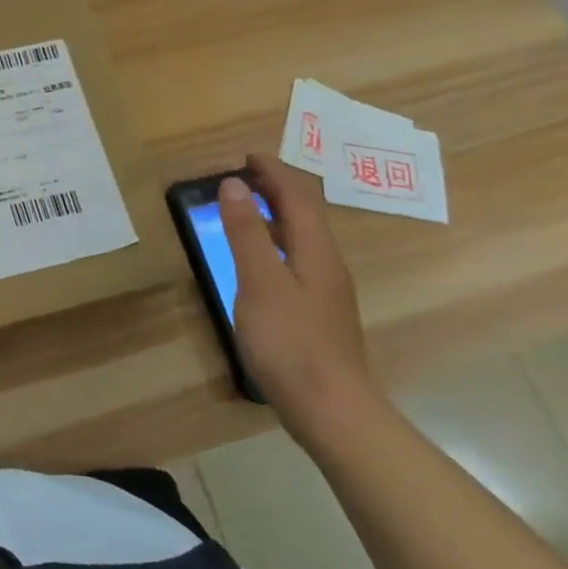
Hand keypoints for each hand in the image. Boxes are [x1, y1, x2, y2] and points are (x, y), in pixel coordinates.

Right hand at [218, 154, 381, 441]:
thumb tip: (234, 184)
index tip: (245, 156)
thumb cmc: (291, 343)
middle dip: (276, 188)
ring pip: (301, 238)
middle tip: (241, 176)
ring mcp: (326, 291)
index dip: (273, 172)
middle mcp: (327, 265)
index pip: (297, 196)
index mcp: (316, 251)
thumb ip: (246, 232)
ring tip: (244, 209)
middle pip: (305, 214)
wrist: (333, 412)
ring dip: (275, 215)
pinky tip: (257, 262)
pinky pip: (296, 259)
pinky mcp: (318, 313)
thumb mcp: (259, 282)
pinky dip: (275, 243)